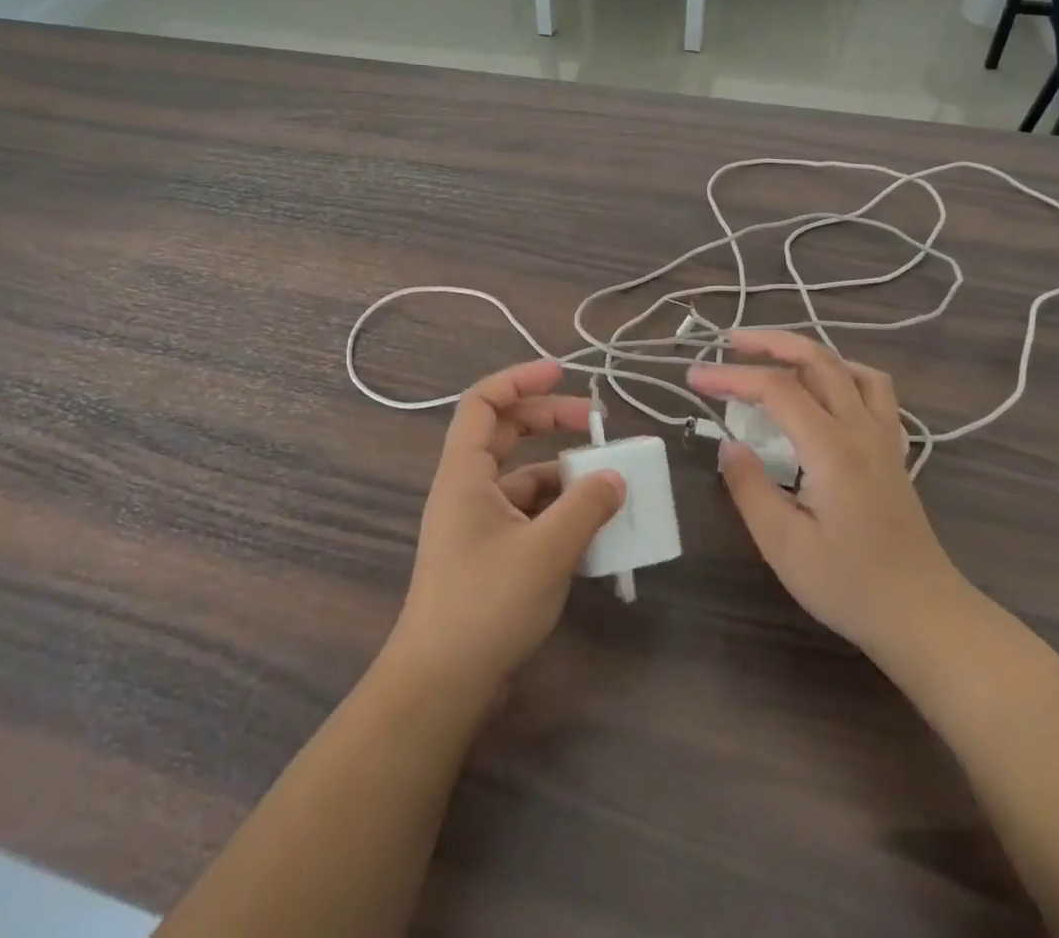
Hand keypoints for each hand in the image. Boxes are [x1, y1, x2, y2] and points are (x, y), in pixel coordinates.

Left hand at [386, 361, 625, 702]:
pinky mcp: (490, 554)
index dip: (520, 379)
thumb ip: (586, 507)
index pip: (484, 402)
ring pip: (523, 478)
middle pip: (507, 433)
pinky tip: (594, 529)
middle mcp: (467, 489)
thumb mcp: (546, 550)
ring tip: (609, 482)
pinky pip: (529, 515)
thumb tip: (616, 477)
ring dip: (562, 474)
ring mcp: (477, 523)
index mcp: (465, 472)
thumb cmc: (486, 603)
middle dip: (551, 420)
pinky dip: (559, 513)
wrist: (442, 685)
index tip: (563, 373)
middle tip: (597, 423)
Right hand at [689, 330, 967, 663]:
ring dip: (808, 352)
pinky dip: (842, 373)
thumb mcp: (784, 546)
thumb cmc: (850, 586)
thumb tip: (729, 445)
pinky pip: (873, 390)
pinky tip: (823, 390)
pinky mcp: (893, 451)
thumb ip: (750, 488)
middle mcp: (861, 430)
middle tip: (729, 343)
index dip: (731, 376)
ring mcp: (884, 437)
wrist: (925, 617)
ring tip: (774, 358)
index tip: (694, 379)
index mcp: (832, 449)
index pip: (776, 389)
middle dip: (769, 343)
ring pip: (850, 368)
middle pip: (817, 360)